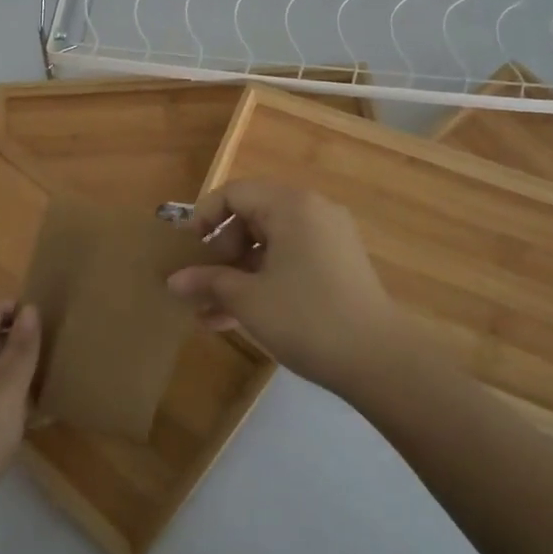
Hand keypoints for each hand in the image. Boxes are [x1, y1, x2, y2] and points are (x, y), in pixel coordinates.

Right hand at [166, 180, 401, 390]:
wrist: (380, 360)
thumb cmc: (305, 317)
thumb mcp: (248, 299)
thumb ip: (208, 282)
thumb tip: (173, 281)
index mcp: (290, 205)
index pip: (234, 193)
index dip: (203, 218)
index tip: (186, 252)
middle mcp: (312, 212)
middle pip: (251, 217)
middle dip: (220, 253)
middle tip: (202, 286)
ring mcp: (328, 240)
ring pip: (269, 246)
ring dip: (237, 274)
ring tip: (206, 312)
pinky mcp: (337, 267)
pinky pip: (289, 262)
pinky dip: (263, 282)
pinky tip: (234, 319)